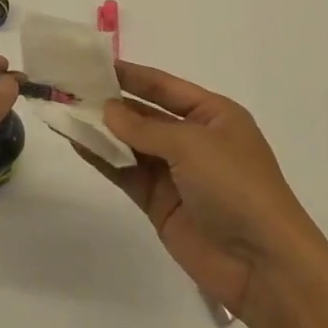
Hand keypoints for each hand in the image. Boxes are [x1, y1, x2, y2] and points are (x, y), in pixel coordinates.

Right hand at [78, 61, 313, 318]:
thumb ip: (144, 127)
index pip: (165, 87)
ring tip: (65, 111)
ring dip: (101, 129)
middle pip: (145, 114)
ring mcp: (176, 173)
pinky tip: (77, 143)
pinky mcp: (160, 203)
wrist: (262, 264)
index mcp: (214, 115)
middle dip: (110, 102)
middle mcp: (194, 139)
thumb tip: (106, 110)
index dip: (131, 75)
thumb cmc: (236, 187)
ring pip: (131, 143)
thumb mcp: (192, 145)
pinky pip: (126, 172)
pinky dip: (103, 158)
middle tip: (70, 86)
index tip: (94, 62)